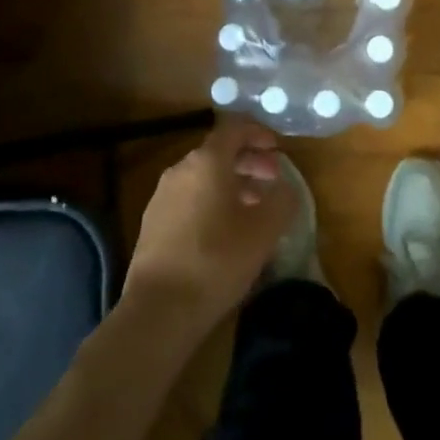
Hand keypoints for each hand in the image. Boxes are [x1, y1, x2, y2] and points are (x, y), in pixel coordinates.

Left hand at [123, 120, 294, 339]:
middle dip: (248, 162)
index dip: (258, 134)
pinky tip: (225, 230)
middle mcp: (181, 170)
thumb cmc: (217, 260)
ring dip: (231, 184)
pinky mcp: (153, 223)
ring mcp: (163, 196)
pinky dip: (211, 201)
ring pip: (203, 177)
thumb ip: (282, 200)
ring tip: (254, 207)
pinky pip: (189, 198)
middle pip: (218, 153)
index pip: (234, 130)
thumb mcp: (264, 230)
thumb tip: (285, 187)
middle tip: (272, 179)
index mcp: (207, 161)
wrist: (159, 310)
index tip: (277, 149)